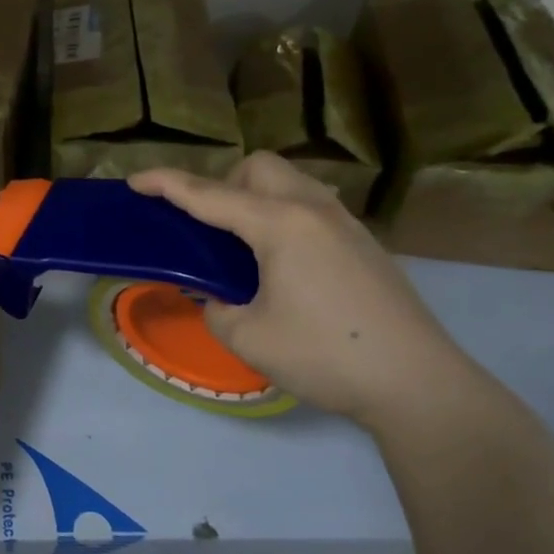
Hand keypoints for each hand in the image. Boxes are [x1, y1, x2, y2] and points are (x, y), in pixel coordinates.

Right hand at [128, 154, 483, 428]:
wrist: (419, 385)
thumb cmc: (325, 356)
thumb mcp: (247, 336)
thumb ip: (216, 307)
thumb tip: (218, 297)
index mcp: (280, 225)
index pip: (209, 195)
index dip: (167, 185)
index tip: (135, 180)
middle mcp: (314, 210)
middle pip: (258, 168)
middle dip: (223, 185)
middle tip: (210, 231)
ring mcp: (346, 225)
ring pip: (290, 183)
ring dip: (256, 199)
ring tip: (244, 248)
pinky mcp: (365, 245)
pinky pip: (311, 208)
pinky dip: (283, 218)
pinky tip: (283, 266)